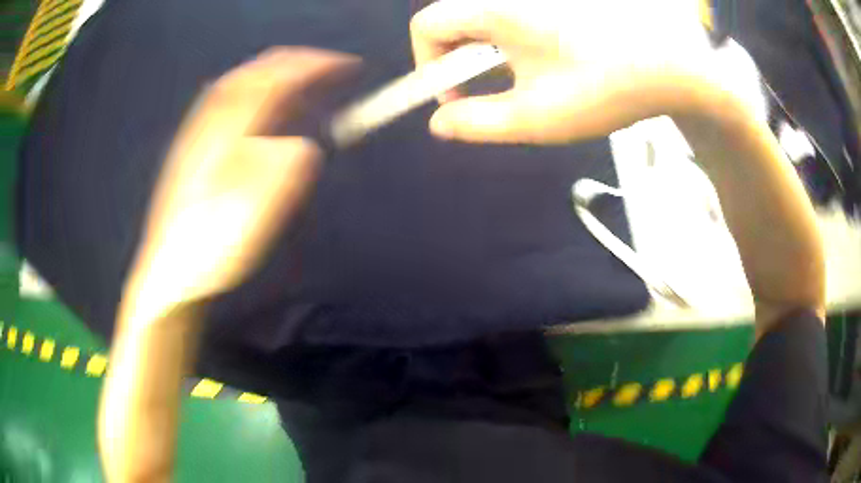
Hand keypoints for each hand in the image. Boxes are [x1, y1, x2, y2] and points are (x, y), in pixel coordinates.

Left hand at [125, 48, 357, 317]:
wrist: (167, 275)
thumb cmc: (210, 251)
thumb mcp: (250, 220)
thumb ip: (281, 176)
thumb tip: (304, 146)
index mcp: (226, 136)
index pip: (276, 81)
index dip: (315, 66)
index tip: (348, 65)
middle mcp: (210, 124)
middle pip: (255, 73)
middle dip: (297, 63)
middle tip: (329, 68)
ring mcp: (197, 135)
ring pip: (238, 83)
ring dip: (274, 72)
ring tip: (301, 77)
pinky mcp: (192, 149)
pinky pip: (225, 101)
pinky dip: (252, 88)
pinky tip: (258, 102)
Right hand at [410, 0, 715, 142]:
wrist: (671, 64)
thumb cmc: (606, 88)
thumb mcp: (537, 117)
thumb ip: (478, 123)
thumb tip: (439, 123)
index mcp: (495, 10)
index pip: (427, 26)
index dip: (429, 65)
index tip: (457, 98)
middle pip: (454, 21)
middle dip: (459, 62)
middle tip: (492, 93)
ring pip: (485, 20)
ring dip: (489, 54)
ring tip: (526, 81)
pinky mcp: (555, 4)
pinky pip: (514, 17)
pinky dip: (514, 42)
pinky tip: (547, 62)